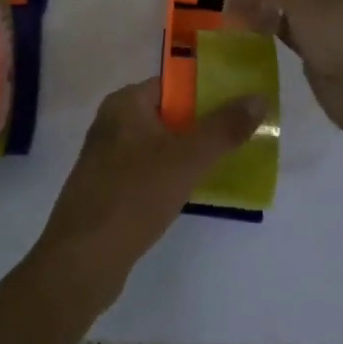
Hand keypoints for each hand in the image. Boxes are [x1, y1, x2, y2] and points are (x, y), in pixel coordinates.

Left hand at [34, 78, 264, 313]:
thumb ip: (223, 129)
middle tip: (241, 138)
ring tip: (227, 165)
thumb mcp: (186, 159)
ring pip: (159, 146)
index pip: (172, 86)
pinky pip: (149, 173)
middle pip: (167, 115)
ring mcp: (108, 158)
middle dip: (202, 126)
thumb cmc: (134, 195)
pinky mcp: (109, 190)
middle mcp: (112, 123)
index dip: (206, 93)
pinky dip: (171, 178)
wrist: (83, 258)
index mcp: (124, 103)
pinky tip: (193, 193)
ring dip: (188, 155)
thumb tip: (258, 98)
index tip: (240, 106)